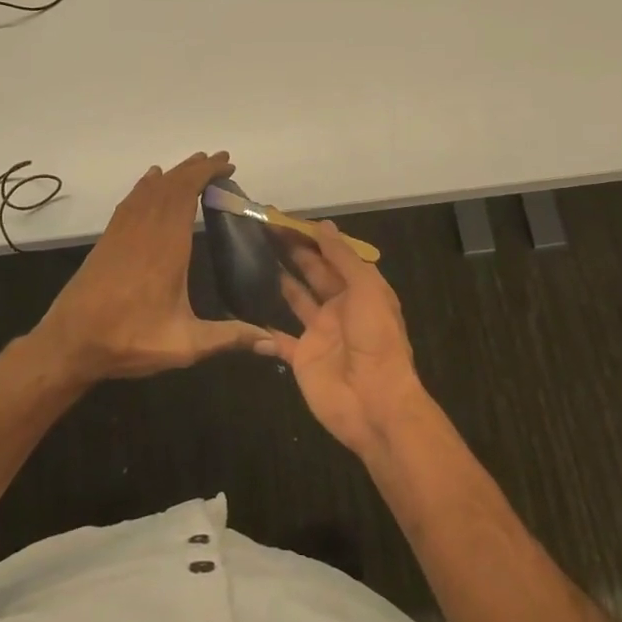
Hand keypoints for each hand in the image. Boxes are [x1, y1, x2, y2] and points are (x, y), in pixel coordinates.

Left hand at [31, 151, 268, 381]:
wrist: (70, 343)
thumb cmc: (129, 340)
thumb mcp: (185, 345)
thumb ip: (229, 338)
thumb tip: (272, 343)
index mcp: (167, 247)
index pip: (187, 194)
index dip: (206, 174)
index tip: (226, 164)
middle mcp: (145, 230)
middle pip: (170, 186)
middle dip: (195, 168)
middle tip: (219, 160)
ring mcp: (123, 232)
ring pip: (149, 189)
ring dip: (173, 174)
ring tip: (194, 165)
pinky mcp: (108, 239)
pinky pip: (130, 200)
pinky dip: (146, 185)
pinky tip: (151, 180)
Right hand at [262, 222, 433, 459]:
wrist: (374, 402)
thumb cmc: (375, 338)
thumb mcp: (367, 289)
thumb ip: (343, 258)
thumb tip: (323, 225)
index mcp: (360, 290)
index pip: (334, 256)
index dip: (313, 238)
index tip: (286, 220)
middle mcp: (340, 308)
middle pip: (314, 273)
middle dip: (294, 252)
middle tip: (265, 230)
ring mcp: (320, 333)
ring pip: (297, 300)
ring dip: (281, 281)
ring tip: (255, 258)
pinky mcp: (302, 358)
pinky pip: (279, 340)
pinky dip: (265, 329)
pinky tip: (246, 312)